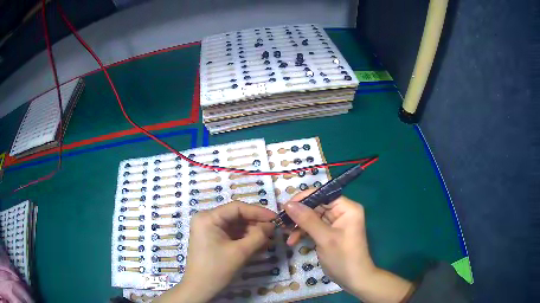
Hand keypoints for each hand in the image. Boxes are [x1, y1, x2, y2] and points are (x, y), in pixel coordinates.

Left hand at [154, 201, 274, 302]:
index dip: (258, 211)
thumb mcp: (240, 252)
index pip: (237, 208)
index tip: (275, 218)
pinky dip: (245, 239)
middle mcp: (207, 219)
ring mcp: (209, 230)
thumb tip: (272, 225)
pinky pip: (232, 235)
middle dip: (256, 224)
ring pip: (236, 226)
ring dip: (253, 232)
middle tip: (274, 231)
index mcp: (208, 218)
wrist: (200, 288)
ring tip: (269, 239)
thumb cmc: (216, 269)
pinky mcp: (213, 239)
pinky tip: (260, 244)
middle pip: (236, 216)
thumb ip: (258, 236)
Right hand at [284, 191, 413, 302]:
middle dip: (299, 214)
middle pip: (316, 206)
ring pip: (313, 217)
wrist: (353, 279)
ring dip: (299, 225)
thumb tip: (288, 204)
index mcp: (347, 208)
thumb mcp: (324, 238)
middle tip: (282, 221)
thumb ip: (307, 219)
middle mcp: (342, 212)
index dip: (304, 198)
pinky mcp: (329, 234)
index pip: (323, 195)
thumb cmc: (343, 257)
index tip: (286, 206)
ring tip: (285, 233)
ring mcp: (336, 224)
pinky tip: (293, 240)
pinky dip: (303, 232)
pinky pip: (313, 227)